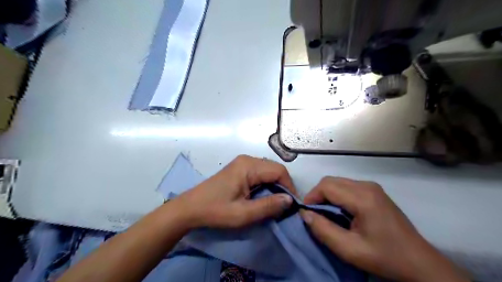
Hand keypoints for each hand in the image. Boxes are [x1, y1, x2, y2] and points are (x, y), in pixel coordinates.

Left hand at [173, 156, 295, 229]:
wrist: (190, 208)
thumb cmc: (215, 211)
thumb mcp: (243, 213)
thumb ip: (268, 206)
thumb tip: (290, 200)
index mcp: (248, 166)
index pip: (279, 171)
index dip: (289, 187)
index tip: (292, 205)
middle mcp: (247, 159)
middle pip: (274, 169)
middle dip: (283, 186)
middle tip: (284, 205)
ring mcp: (242, 162)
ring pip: (268, 170)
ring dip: (275, 185)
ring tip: (275, 202)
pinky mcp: (239, 168)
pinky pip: (260, 172)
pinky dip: (266, 184)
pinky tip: (263, 196)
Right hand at [299, 177, 468, 281]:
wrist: (419, 262)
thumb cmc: (385, 257)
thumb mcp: (350, 250)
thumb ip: (323, 230)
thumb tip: (305, 214)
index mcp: (363, 198)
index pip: (326, 186)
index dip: (311, 197)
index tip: (306, 213)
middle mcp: (367, 186)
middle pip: (331, 181)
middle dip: (317, 195)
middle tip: (314, 214)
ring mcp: (372, 187)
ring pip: (338, 182)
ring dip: (327, 195)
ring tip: (325, 214)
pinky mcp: (374, 191)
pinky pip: (347, 186)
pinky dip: (337, 195)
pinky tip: (340, 211)